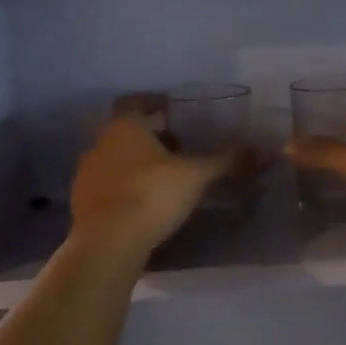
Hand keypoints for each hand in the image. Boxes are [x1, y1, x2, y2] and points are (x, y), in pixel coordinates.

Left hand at [70, 96, 242, 254]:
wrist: (108, 242)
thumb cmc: (152, 194)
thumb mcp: (196, 175)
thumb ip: (227, 161)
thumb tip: (263, 151)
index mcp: (123, 127)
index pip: (132, 102)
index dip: (151, 103)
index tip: (170, 109)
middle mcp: (99, 144)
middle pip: (124, 132)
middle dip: (150, 137)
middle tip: (178, 147)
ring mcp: (86, 174)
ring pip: (115, 159)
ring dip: (136, 163)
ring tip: (165, 178)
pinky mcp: (82, 204)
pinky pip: (108, 187)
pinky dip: (125, 188)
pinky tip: (144, 204)